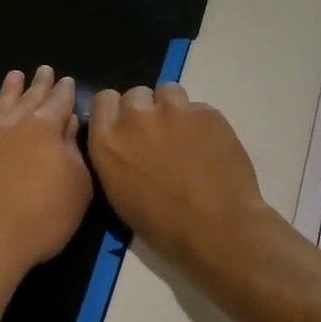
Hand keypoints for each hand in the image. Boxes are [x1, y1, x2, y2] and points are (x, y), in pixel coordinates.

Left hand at [0, 66, 92, 290]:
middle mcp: (13, 126)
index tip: (68, 80)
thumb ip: (74, 152)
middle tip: (44, 69)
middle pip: (29, 99)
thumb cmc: (42, 219)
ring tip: (13, 75)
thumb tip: (69, 125)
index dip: (66, 91)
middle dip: (39, 84)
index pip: (60, 102)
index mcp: (45, 129)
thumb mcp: (77, 188)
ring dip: (6, 91)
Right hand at [88, 83, 267, 269]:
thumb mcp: (119, 194)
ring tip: (187, 137)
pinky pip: (199, 108)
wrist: (216, 229)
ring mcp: (173, 111)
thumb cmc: (163, 226)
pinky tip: (211, 147)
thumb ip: (115, 157)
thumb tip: (123, 144)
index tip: (127, 126)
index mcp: (107, 141)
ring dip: (173, 110)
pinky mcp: (206, 112)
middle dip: (145, 110)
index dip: (117, 110)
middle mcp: (135, 118)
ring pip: (168, 92)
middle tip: (160, 136)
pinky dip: (202, 123)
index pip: (104, 100)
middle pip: (136, 94)